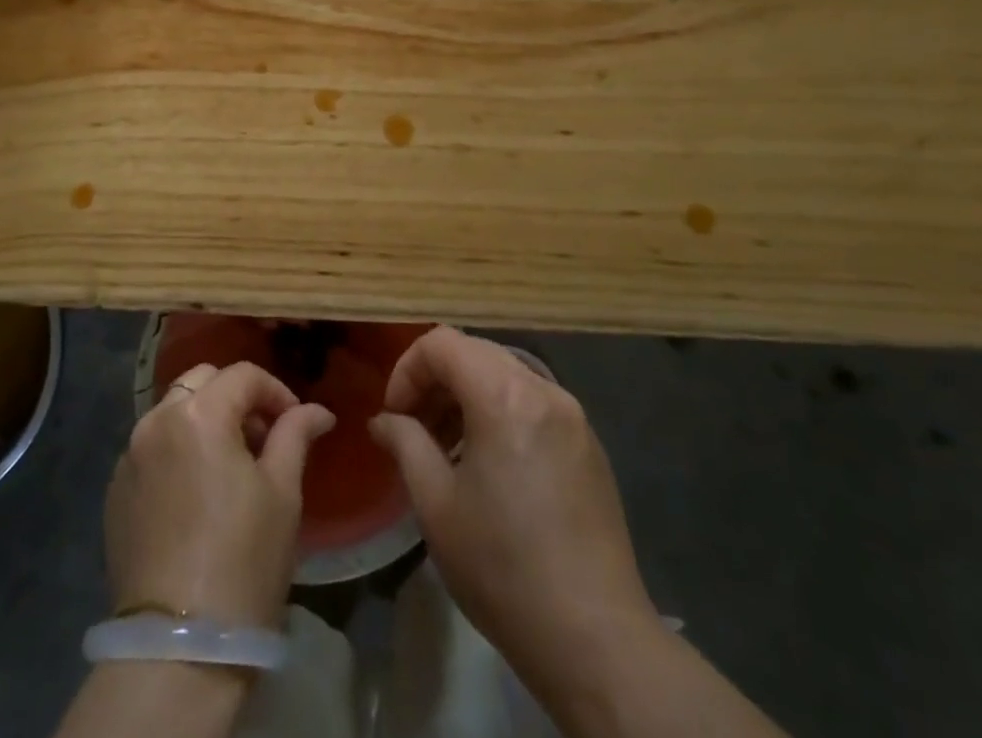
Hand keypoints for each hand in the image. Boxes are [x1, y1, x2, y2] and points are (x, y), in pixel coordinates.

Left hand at [105, 361, 335, 626]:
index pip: (243, 375)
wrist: (179, 647)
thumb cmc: (244, 561)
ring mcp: (130, 455)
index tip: (295, 421)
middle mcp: (156, 420)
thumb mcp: (282, 493)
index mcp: (199, 414)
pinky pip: (152, 447)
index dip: (276, 391)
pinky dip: (177, 449)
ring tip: (231, 465)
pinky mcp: (115, 489)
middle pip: (202, 381)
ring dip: (204, 420)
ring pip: (173, 411)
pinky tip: (196, 492)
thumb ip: (295, 436)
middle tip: (262, 437)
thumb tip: (317, 411)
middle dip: (236, 397)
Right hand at [369, 328, 657, 697]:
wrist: (596, 639)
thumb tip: (385, 421)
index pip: (441, 343)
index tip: (395, 415)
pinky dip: (501, 413)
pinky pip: (533, 403)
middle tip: (416, 429)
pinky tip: (492, 468)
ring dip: (467, 396)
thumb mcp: (435, 504)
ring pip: (505, 375)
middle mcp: (543, 389)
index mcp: (503, 395)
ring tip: (449, 451)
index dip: (407, 369)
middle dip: (436, 380)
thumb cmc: (502, 566)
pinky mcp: (590, 446)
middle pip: (475, 352)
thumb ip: (405, 443)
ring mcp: (573, 416)